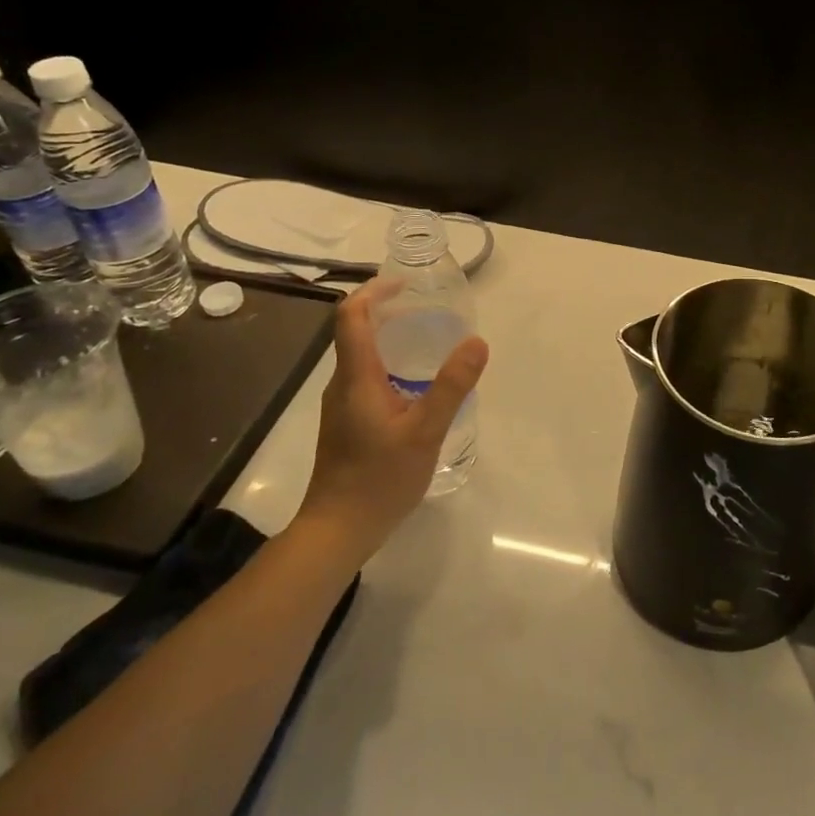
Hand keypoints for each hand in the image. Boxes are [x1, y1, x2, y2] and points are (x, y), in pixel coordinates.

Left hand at [302, 281, 488, 548]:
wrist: (337, 530)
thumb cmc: (379, 479)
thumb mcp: (425, 431)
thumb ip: (451, 386)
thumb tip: (476, 342)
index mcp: (356, 377)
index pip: (351, 316)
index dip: (374, 291)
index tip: (407, 285)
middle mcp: (342, 384)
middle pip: (356, 332)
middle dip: (389, 312)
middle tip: (429, 311)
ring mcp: (342, 405)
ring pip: (361, 357)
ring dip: (390, 339)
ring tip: (429, 342)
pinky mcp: (347, 423)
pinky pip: (366, 378)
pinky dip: (390, 365)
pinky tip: (417, 386)